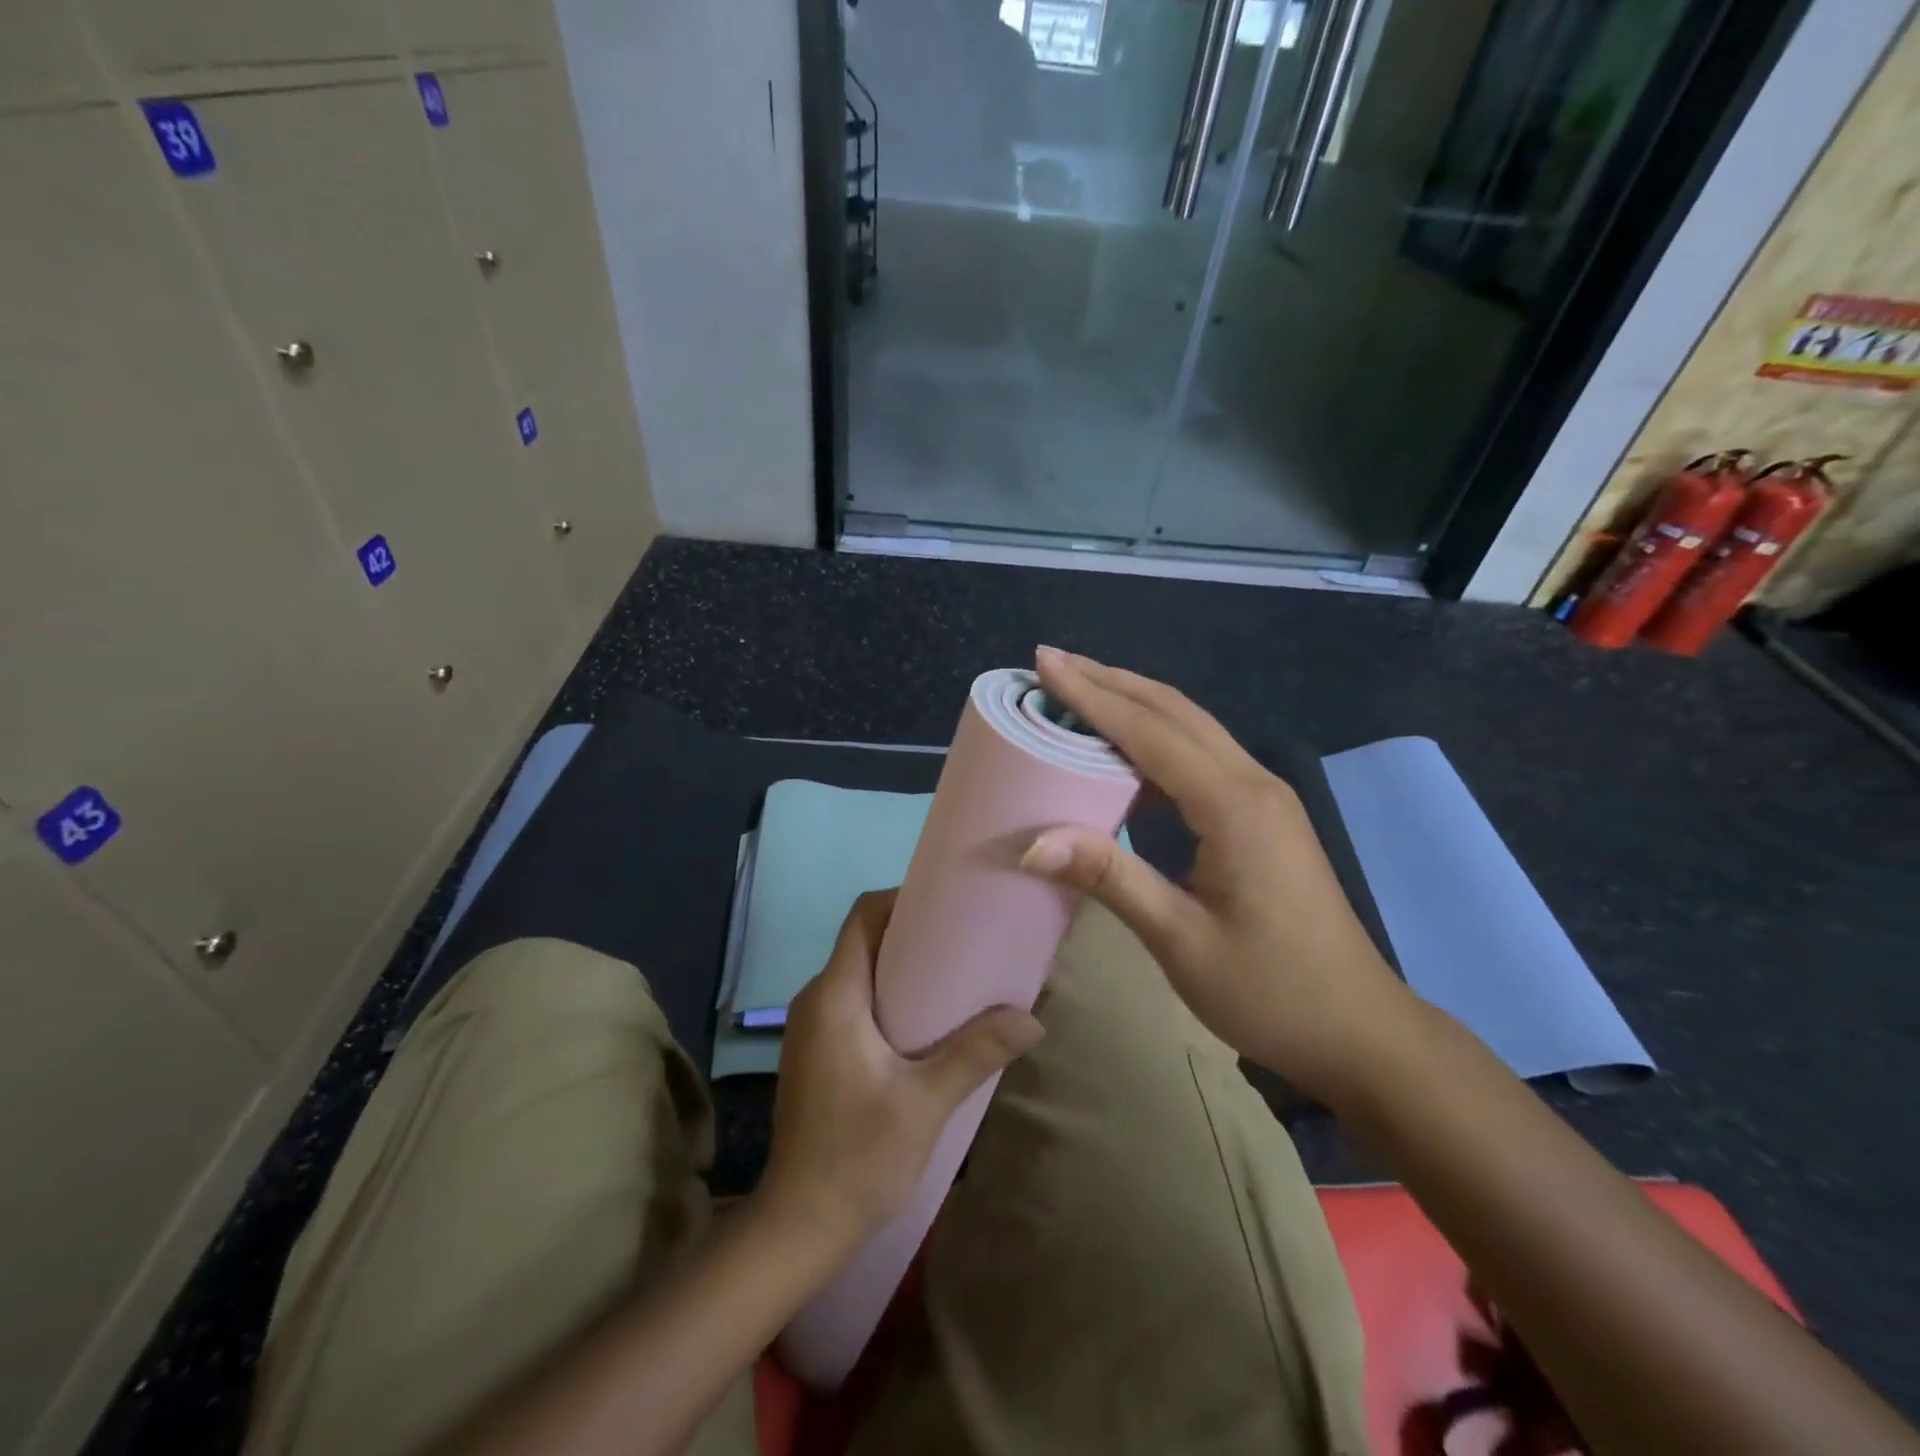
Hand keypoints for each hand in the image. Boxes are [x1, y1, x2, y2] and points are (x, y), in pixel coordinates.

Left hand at [758, 890, 1043, 1245]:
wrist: (799, 1225)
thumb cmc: (858, 1155)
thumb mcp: (926, 1103)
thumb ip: (977, 1053)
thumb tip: (1032, 1018)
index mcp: (835, 995)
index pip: (863, 916)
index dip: (902, 898)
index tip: (948, 905)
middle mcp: (816, 998)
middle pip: (863, 939)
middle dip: (911, 932)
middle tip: (965, 939)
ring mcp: (811, 1026)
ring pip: (859, 970)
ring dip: (901, 966)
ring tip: (955, 975)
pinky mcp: (817, 1050)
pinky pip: (853, 999)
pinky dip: (888, 994)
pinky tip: (926, 1021)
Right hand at [1018, 648, 1410, 1103]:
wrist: (1358, 1030)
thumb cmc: (1270, 990)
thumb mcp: (1181, 940)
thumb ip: (1110, 879)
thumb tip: (1032, 842)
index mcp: (1233, 805)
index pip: (1148, 730)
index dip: (1091, 694)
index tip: (1043, 662)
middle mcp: (1252, 783)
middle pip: (1174, 711)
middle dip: (1110, 681)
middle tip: (1052, 664)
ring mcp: (1264, 797)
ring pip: (1191, 728)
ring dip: (1134, 705)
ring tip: (1078, 695)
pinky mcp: (1263, 817)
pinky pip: (1201, 758)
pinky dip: (1155, 742)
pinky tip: (1124, 759)